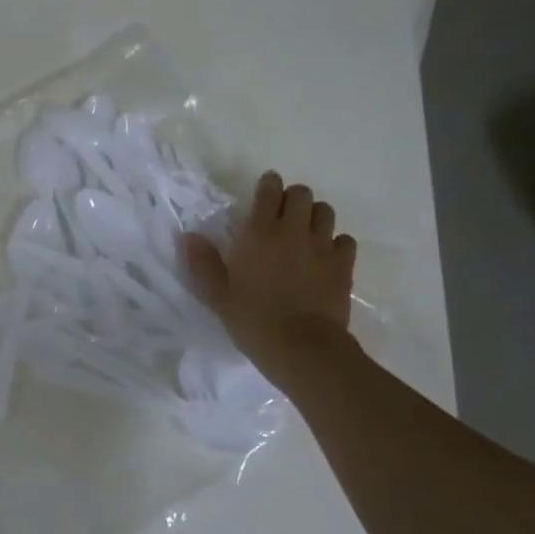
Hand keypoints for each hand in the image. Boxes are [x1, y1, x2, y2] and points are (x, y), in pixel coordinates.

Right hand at [182, 171, 357, 380]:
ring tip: (304, 233)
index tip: (264, 190)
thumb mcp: (218, 296)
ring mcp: (323, 247)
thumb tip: (189, 236)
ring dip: (314, 216)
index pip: (269, 191)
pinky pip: (344, 240)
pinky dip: (336, 242)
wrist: (302, 348)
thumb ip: (203, 264)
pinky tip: (325, 257)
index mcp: (260, 234)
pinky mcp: (344, 265)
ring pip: (325, 212)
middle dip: (292, 198)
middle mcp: (294, 231)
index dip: (268, 185)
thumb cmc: (253, 321)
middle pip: (302, 194)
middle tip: (282, 215)